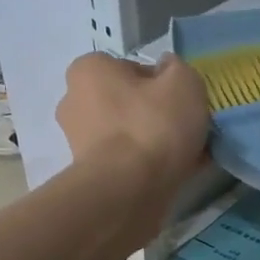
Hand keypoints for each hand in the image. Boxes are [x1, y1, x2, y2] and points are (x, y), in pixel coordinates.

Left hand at [56, 52, 209, 197]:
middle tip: (185, 130)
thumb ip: (178, 68)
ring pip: (128, 135)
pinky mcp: (89, 175)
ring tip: (184, 157)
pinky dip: (146, 166)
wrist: (128, 191)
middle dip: (154, 114)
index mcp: (89, 69)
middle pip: (128, 103)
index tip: (182, 103)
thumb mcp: (184, 82)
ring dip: (153, 142)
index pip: (133, 69)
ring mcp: (78, 142)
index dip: (163, 84)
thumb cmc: (152, 126)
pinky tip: (172, 175)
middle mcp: (74, 101)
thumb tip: (168, 71)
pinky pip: (126, 162)